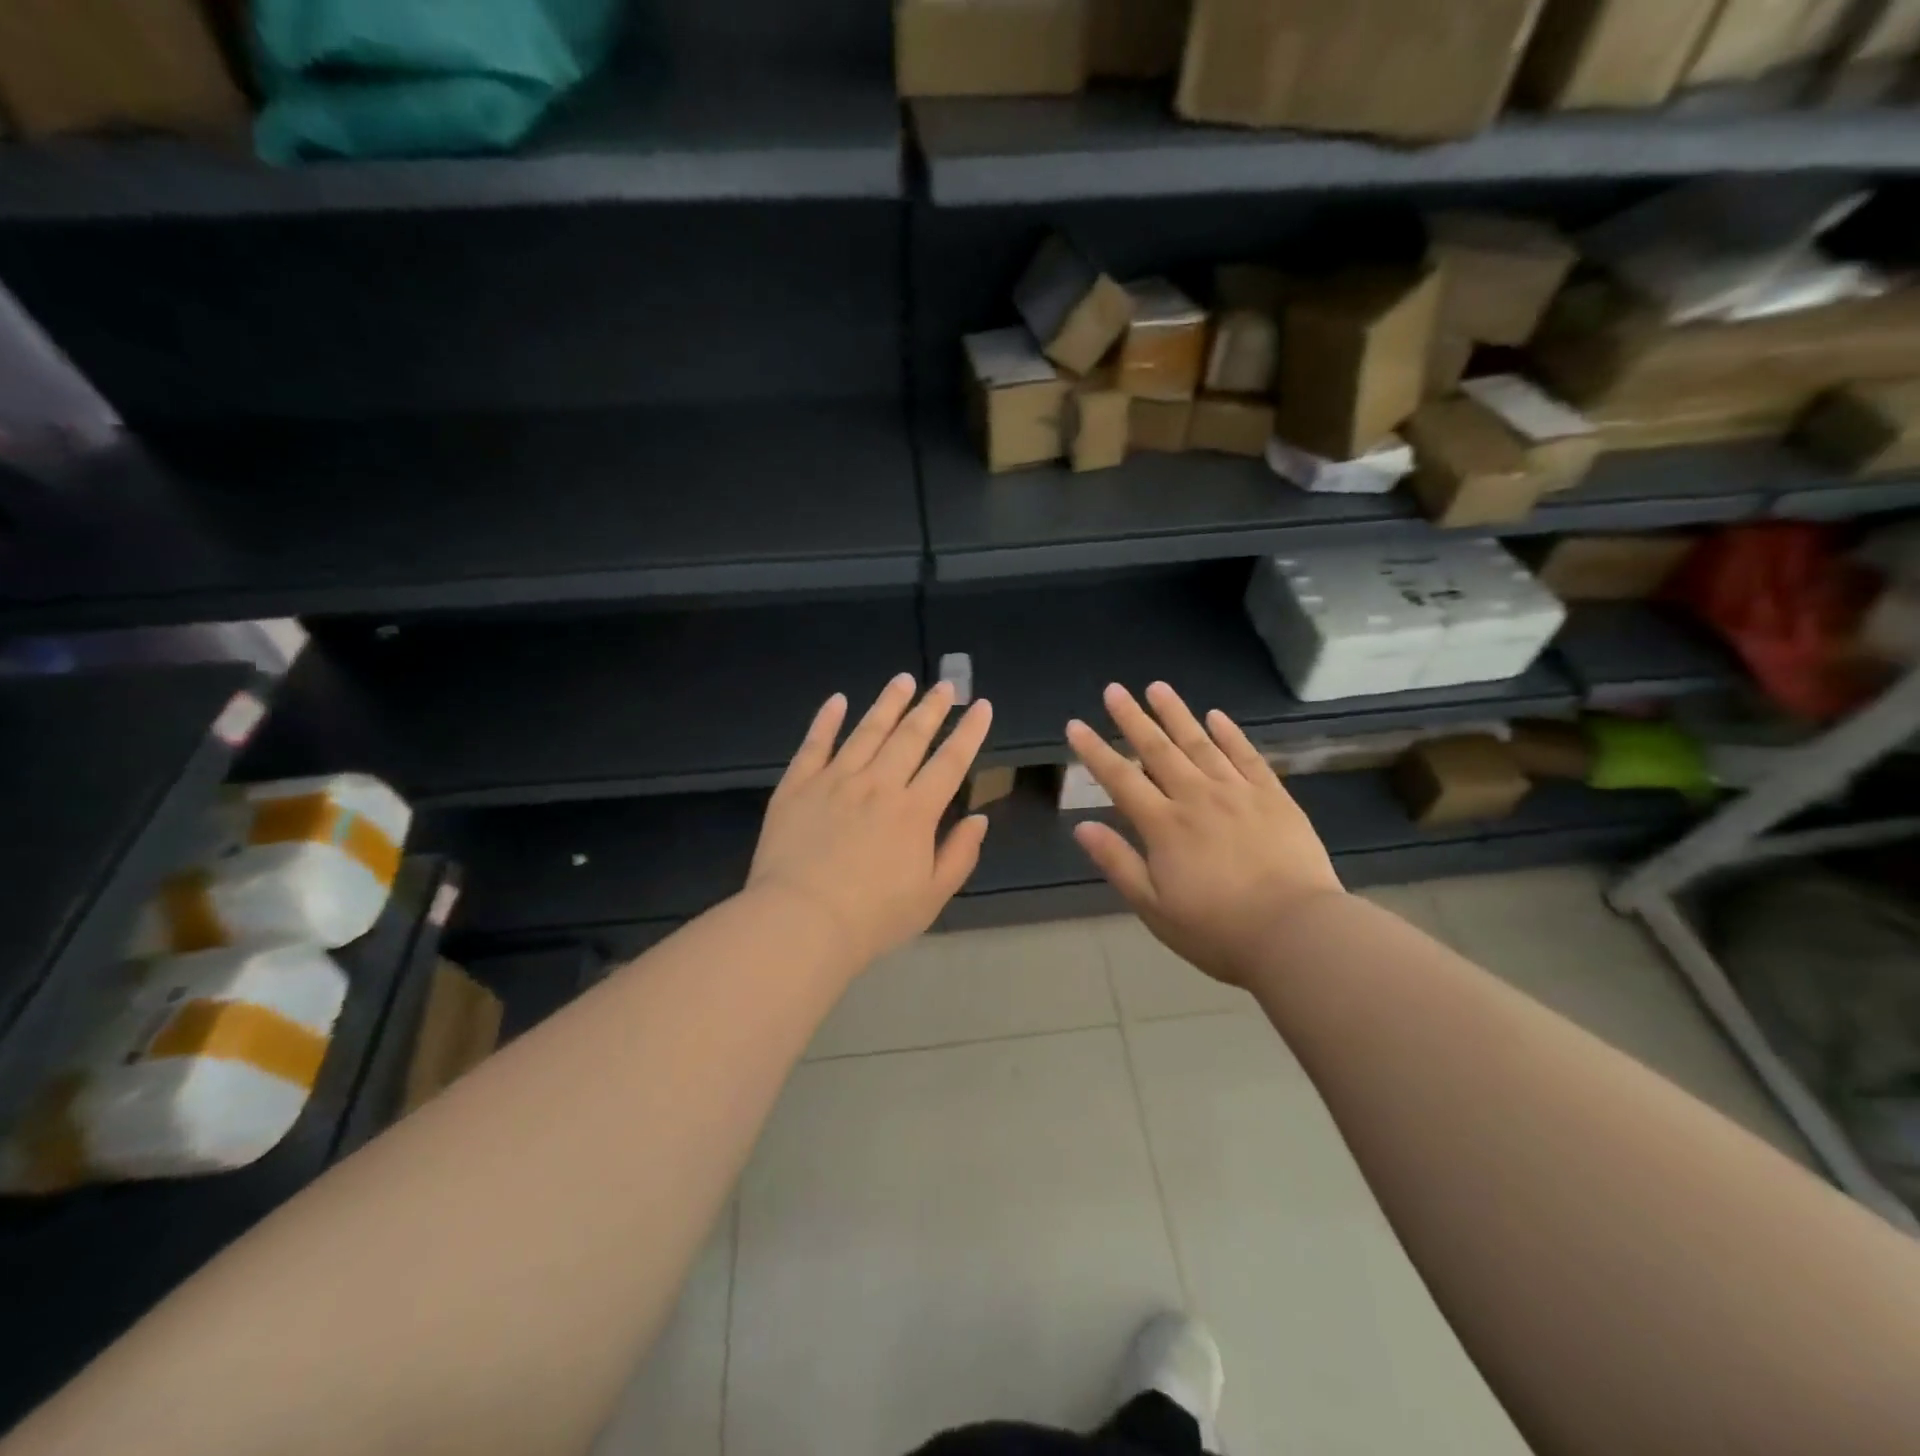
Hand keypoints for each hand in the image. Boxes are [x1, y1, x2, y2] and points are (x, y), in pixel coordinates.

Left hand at [749, 674, 993, 971]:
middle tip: (945, 684)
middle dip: (931, 708)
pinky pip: (815, 743)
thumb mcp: (931, 897)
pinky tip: (837, 700)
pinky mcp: (798, 785)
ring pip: (867, 730)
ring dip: (887, 703)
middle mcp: (878, 785)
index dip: (969, 732)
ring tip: (902, 680)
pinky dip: (826, 719)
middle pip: (910, 736)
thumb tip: (979, 819)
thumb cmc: (872, 918)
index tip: (981, 706)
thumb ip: (959, 855)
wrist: (800, 922)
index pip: (950, 762)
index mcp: (915, 811)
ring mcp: (835, 780)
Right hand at [1067, 682, 1344, 986]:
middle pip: (1157, 750)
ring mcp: (1238, 793)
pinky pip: (1247, 756)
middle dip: (1132, 718)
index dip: (1095, 751)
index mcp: (1164, 826)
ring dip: (1176, 714)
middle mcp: (1196, 798)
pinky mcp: (1274, 797)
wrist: (1297, 933)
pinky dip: (1230, 734)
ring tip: (1157, 687)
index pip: (1120, 779)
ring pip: (1200, 743)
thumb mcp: (1154, 907)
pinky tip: (1216, 716)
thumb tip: (1081, 827)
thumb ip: (1118, 863)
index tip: (1076, 724)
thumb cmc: (1217, 930)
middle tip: (1114, 690)